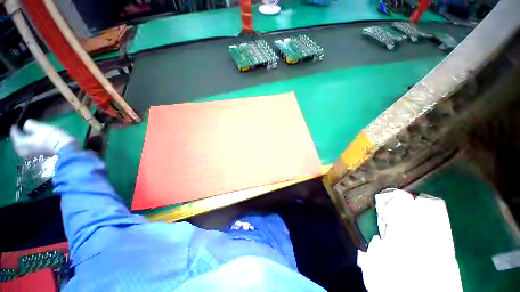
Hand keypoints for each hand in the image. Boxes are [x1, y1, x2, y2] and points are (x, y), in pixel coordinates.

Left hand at [10, 119, 75, 156]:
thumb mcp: (42, 127)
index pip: (15, 135)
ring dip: (23, 144)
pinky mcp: (39, 157)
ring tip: (25, 139)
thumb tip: (25, 125)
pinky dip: (28, 148)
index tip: (14, 125)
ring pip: (23, 149)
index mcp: (23, 143)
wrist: (66, 150)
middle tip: (18, 133)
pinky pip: (29, 152)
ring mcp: (32, 155)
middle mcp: (24, 150)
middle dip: (17, 139)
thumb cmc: (53, 138)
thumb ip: (30, 125)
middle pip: (18, 145)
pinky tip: (32, 145)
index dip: (14, 130)